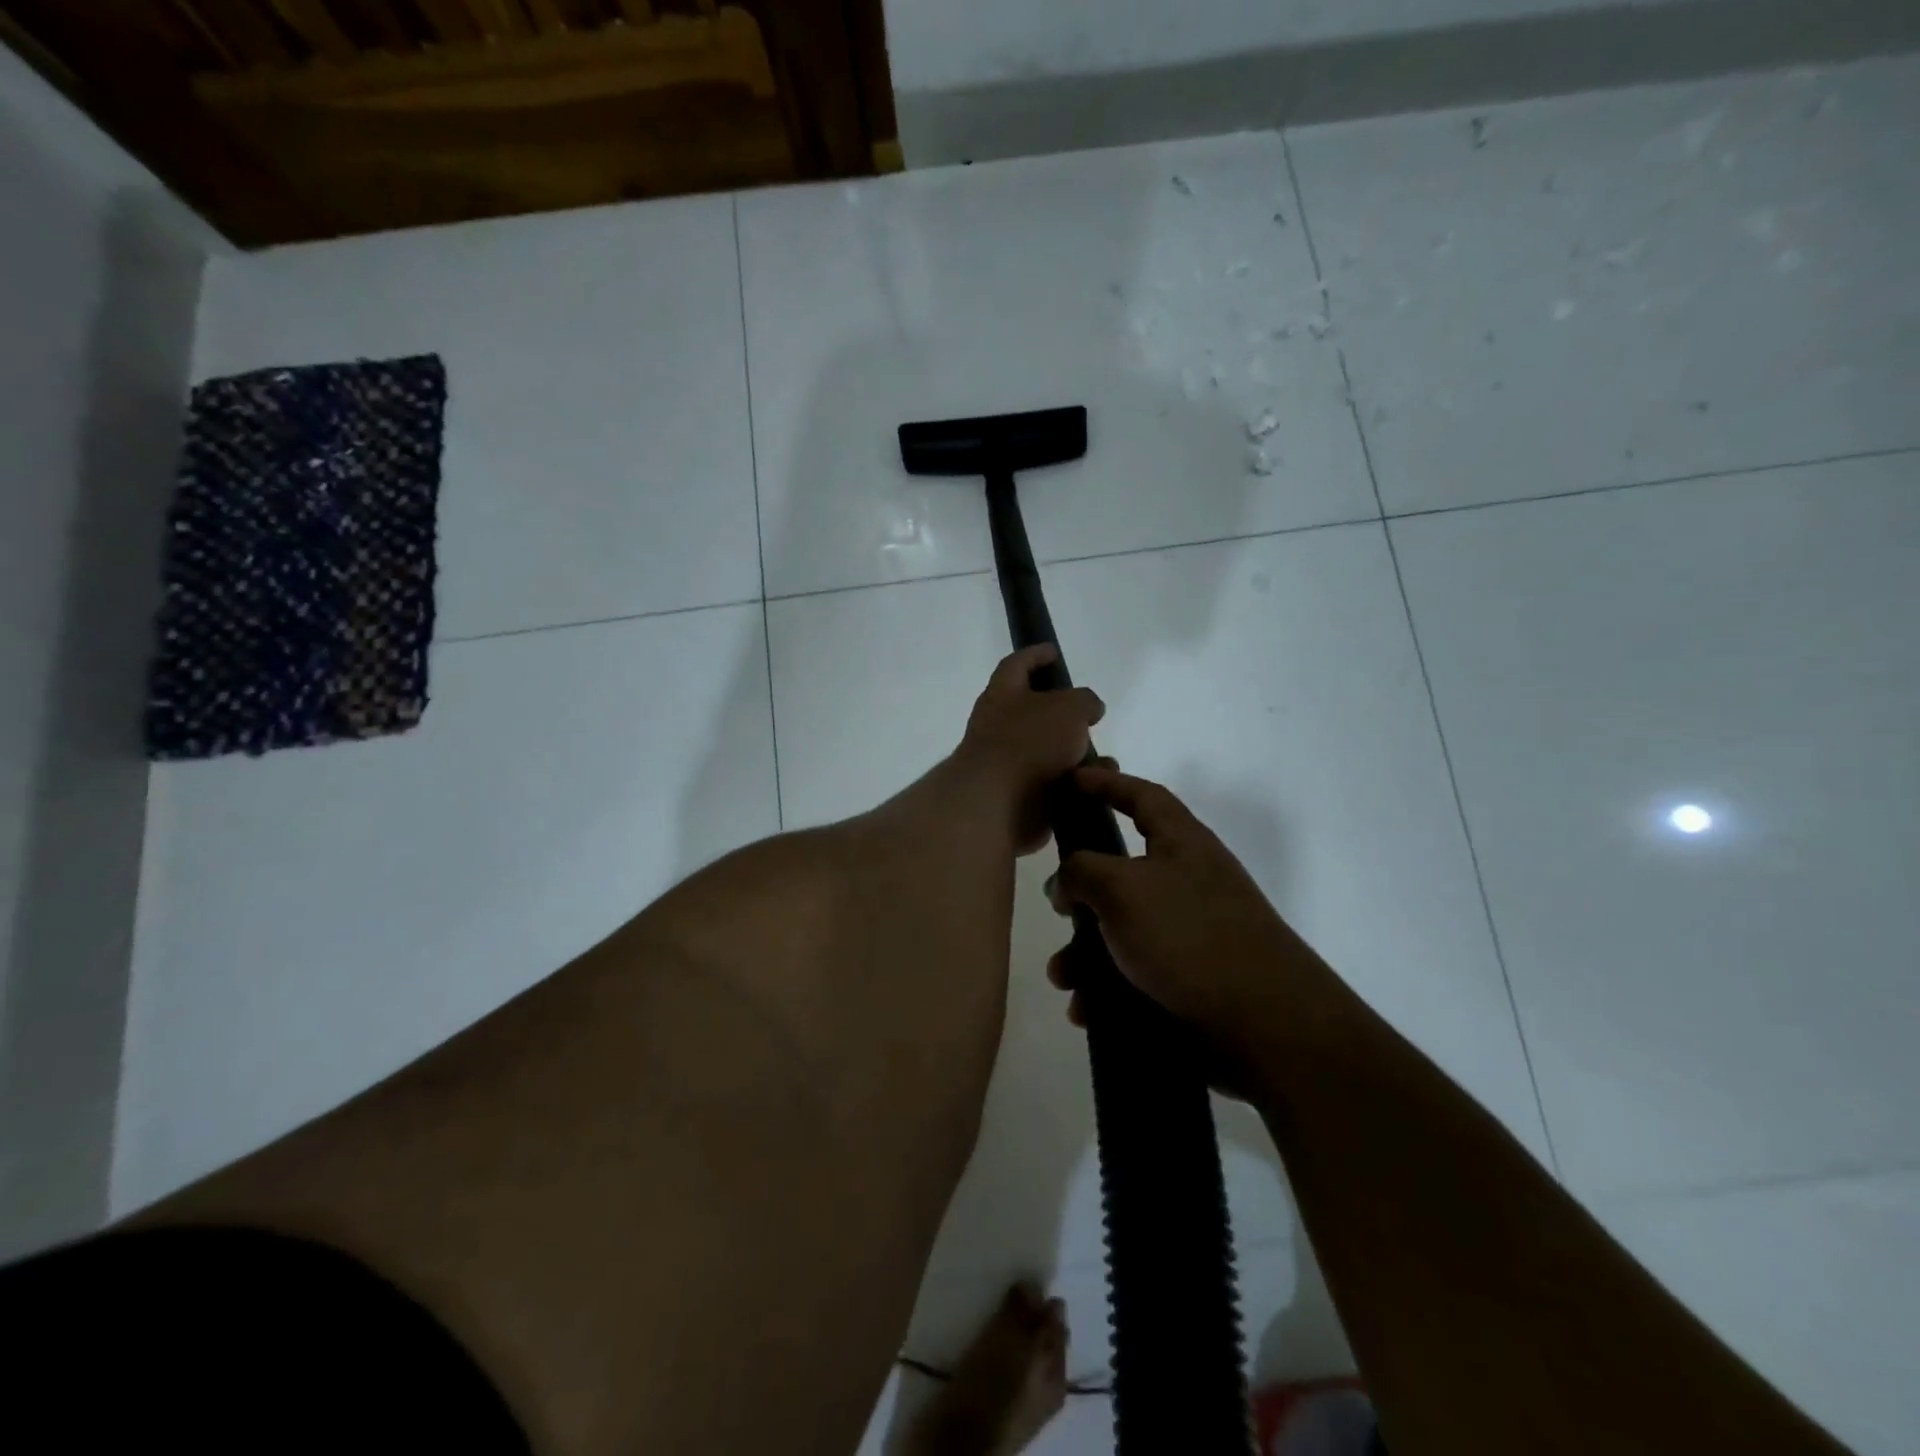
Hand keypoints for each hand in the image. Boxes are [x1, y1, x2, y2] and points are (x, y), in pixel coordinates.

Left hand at [953, 646, 1104, 854]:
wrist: (999, 805)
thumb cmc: (1030, 743)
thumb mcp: (1068, 707)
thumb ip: (1083, 701)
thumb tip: (1088, 710)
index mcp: (1002, 695)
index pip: (1016, 665)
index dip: (1034, 655)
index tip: (1053, 651)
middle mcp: (1000, 726)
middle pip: (1033, 711)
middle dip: (1062, 713)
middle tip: (1089, 714)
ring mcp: (1009, 764)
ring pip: (1050, 751)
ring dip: (1077, 754)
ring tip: (1104, 760)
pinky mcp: (1021, 796)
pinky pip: (1055, 784)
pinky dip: (1076, 784)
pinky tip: (1096, 785)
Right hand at [1045, 767, 1321, 1054]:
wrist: (1266, 1024)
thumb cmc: (1188, 936)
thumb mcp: (1121, 888)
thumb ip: (1080, 872)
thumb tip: (1065, 885)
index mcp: (1182, 843)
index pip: (1142, 796)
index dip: (1105, 783)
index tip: (1071, 780)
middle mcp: (1188, 881)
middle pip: (1122, 872)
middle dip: (1082, 895)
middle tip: (1059, 910)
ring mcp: (1192, 933)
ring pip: (1121, 932)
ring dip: (1084, 955)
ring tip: (1064, 979)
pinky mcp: (1191, 980)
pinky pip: (1134, 975)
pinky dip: (1106, 990)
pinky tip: (1086, 1011)